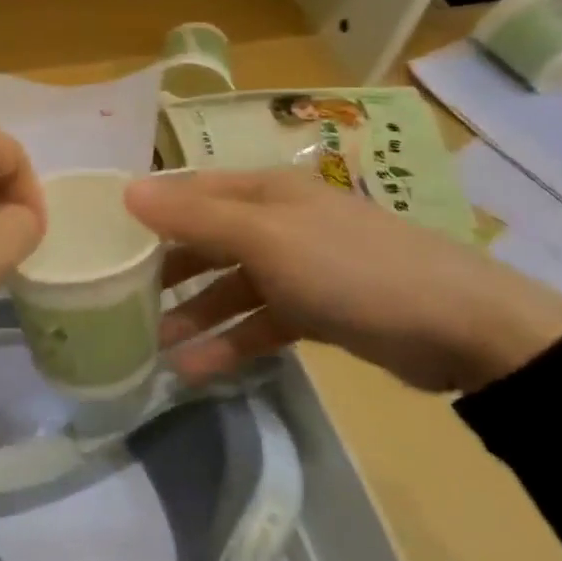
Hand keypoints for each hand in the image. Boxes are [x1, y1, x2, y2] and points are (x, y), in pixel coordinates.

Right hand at [125, 168, 561, 394]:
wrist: (460, 328)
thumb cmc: (350, 269)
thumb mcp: (266, 239)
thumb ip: (196, 219)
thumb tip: (127, 190)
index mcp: (264, 192)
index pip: (190, 192)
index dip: (147, 211)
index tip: (102, 238)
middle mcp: (276, 222)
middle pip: (205, 240)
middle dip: (164, 269)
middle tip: (117, 298)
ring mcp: (298, 267)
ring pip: (228, 286)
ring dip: (191, 313)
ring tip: (148, 344)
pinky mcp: (315, 310)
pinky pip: (257, 322)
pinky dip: (228, 342)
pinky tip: (193, 370)